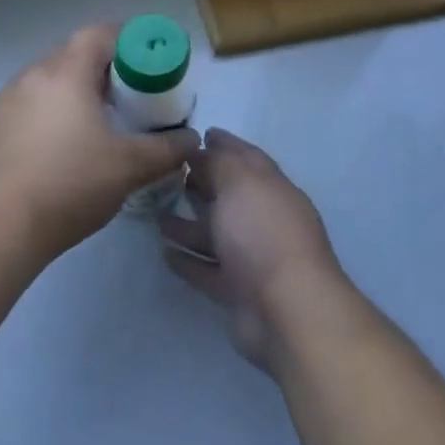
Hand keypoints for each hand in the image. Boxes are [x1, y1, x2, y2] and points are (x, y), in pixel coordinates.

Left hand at [0, 24, 200, 261]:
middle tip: (126, 101)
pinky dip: (46, 120)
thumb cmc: (67, 184)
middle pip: (71, 58)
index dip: (126, 40)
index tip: (146, 64)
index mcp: (65, 73)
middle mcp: (30, 77)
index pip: (98, 34)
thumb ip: (166, 150)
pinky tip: (56, 156)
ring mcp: (2, 104)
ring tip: (93, 130)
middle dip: (102, 73)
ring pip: (46, 86)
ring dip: (71, 98)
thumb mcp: (129, 168)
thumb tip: (190, 140)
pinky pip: (24, 111)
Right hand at [158, 128, 346, 371]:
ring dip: (189, 225)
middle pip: (230, 196)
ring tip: (157, 215)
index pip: (247, 158)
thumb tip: (203, 149)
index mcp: (272, 189)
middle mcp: (264, 220)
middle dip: (204, 183)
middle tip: (169, 174)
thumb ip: (219, 162)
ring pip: (216, 235)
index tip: (199, 134)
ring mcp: (253, 258)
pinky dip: (188, 261)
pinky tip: (164, 253)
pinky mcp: (238, 291)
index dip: (225, 144)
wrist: (287, 311)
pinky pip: (208, 270)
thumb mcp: (240, 183)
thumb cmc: (263, 234)